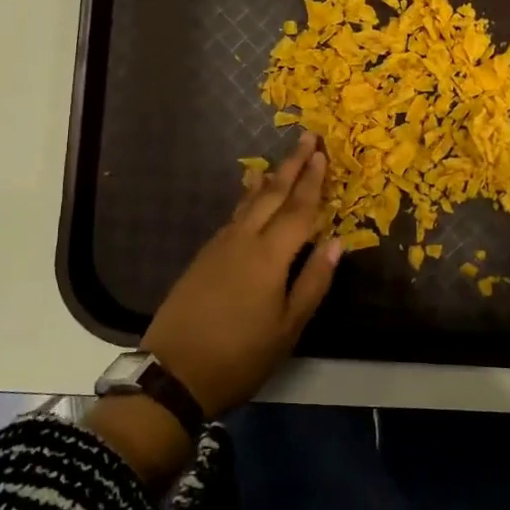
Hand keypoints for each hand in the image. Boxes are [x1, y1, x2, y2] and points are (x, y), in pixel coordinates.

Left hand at [140, 131, 341, 419]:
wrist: (174, 372)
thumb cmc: (240, 355)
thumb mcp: (288, 328)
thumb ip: (313, 281)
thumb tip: (336, 242)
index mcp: (269, 256)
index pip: (298, 209)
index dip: (313, 181)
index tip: (323, 153)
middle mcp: (243, 240)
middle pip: (272, 194)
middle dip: (292, 165)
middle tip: (307, 137)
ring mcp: (219, 245)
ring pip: (249, 202)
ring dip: (268, 179)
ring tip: (278, 161)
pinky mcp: (204, 256)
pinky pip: (234, 216)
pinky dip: (247, 199)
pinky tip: (249, 197)